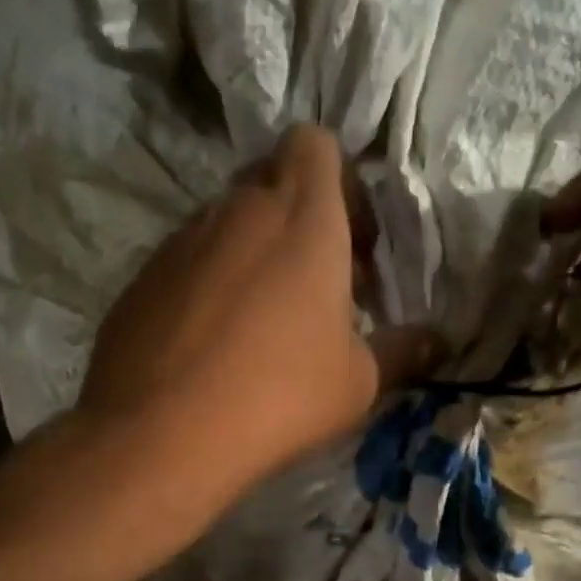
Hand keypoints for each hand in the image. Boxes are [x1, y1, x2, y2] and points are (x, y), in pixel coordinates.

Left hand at [78, 124, 440, 495]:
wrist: (160, 436)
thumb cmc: (279, 396)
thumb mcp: (358, 383)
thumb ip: (403, 352)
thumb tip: (440, 342)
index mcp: (301, 218)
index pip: (316, 144)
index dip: (340, 181)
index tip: (353, 243)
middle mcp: (236, 211)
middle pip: (270, 179)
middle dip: (299, 217)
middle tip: (316, 283)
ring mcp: (179, 241)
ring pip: (226, 222)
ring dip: (252, 252)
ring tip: (262, 321)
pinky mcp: (140, 278)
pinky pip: (186, 262)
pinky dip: (209, 284)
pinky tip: (212, 344)